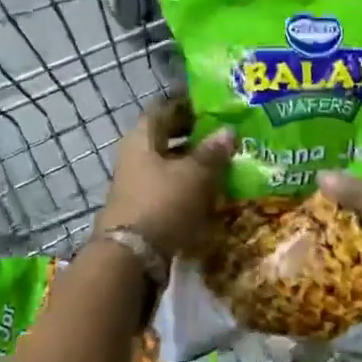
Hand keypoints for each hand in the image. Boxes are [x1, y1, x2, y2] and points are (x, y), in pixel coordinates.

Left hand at [99, 96, 235, 257]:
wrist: (132, 258)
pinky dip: (188, 186)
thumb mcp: (195, 174)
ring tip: (225, 162)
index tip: (212, 104)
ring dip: (193, 162)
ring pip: (168, 163)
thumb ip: (212, 151)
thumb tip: (228, 131)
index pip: (164, 107)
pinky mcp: (143, 208)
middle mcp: (135, 155)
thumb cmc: (163, 203)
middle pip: (165, 136)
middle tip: (224, 132)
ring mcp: (137, 183)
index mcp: (142, 137)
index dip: (187, 103)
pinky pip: (169, 188)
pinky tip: (212, 191)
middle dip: (194, 134)